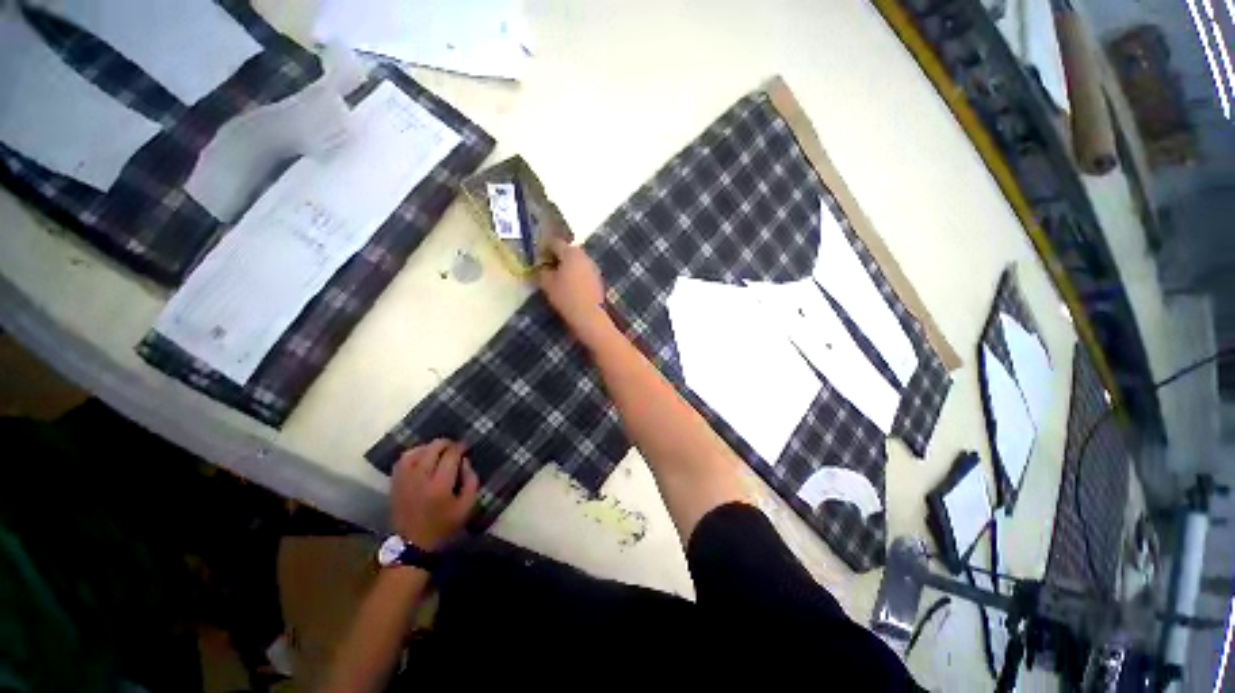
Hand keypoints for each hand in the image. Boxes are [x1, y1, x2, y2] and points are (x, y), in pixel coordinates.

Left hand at [389, 440, 478, 550]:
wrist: (413, 545)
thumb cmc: (444, 526)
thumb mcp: (467, 506)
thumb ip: (471, 480)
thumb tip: (465, 461)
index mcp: (440, 485)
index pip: (451, 454)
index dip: (460, 447)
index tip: (466, 447)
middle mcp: (420, 478)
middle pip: (433, 448)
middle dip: (446, 443)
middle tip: (454, 448)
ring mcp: (405, 480)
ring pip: (416, 451)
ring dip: (430, 447)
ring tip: (439, 451)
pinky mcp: (395, 483)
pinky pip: (403, 459)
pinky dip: (414, 453)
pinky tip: (422, 457)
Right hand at [539, 238, 612, 346]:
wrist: (589, 315)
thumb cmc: (566, 297)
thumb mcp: (547, 284)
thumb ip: (543, 272)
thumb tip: (543, 268)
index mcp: (571, 252)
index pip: (555, 242)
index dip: (544, 247)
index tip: (537, 255)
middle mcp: (584, 256)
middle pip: (568, 251)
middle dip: (557, 256)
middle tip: (547, 265)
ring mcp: (593, 267)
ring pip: (577, 261)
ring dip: (568, 265)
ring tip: (558, 276)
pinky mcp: (598, 279)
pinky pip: (584, 271)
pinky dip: (576, 274)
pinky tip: (570, 284)